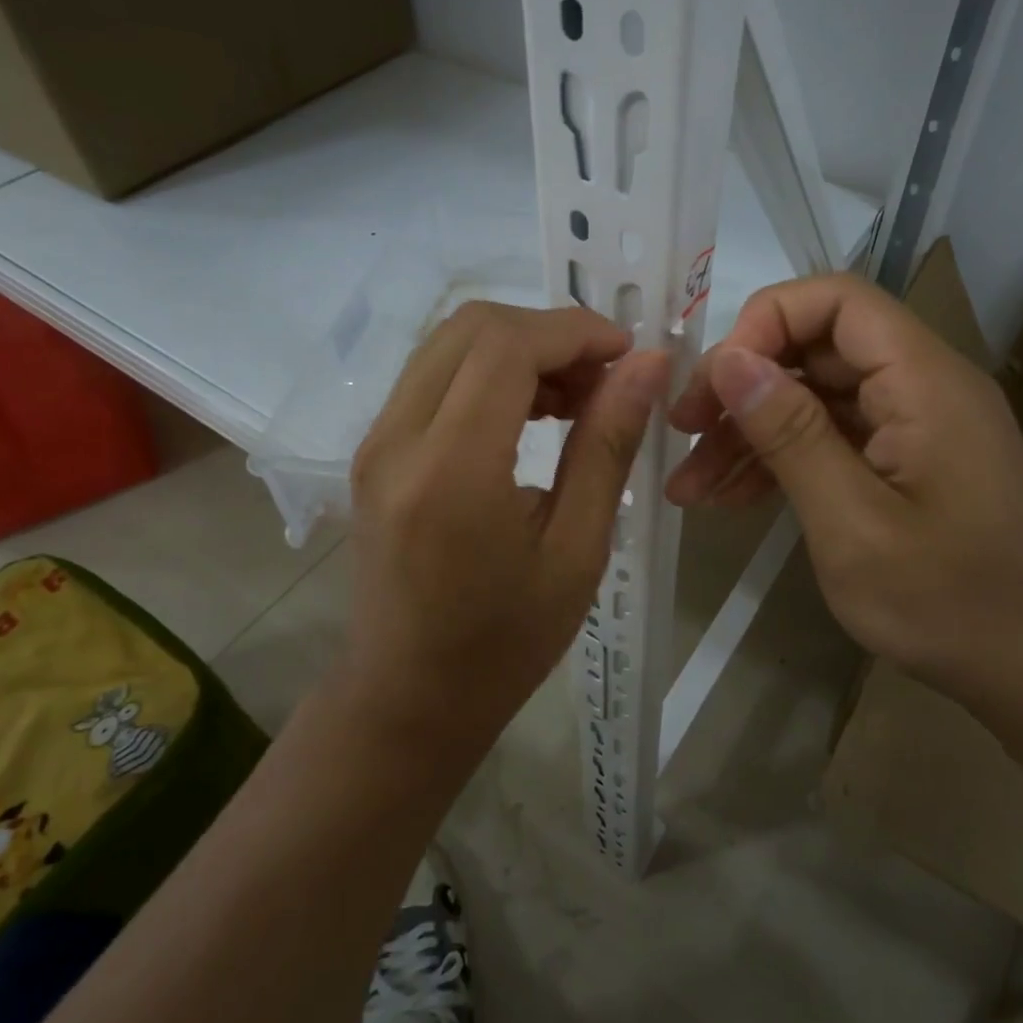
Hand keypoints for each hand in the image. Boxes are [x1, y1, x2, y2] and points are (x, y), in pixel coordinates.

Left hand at [345, 302, 668, 755]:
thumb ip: (607, 446)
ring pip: (450, 341)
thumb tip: (648, 365)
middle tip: (604, 377)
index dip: (575, 330)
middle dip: (549, 332)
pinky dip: (488, 370)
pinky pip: (434, 373)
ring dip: (519, 348)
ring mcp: (375, 440)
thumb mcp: (577, 549)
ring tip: (575, 397)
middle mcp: (398, 438)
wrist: (407, 696)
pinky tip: (531, 412)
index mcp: (450, 470)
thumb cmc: (505, 641)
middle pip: (473, 326)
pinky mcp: (374, 449)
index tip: (628, 353)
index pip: (507, 346)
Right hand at [665, 273, 1022, 702]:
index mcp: (924, 380)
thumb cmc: (950, 604)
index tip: (717, 382)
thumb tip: (730, 360)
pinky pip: (829, 437)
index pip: (837, 299)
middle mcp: (921, 385)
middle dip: (742, 385)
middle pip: (816, 347)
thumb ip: (791, 434)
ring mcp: (911, 424)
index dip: (766, 322)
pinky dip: (778, 460)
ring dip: (749, 431)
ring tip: (689, 484)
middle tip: (683, 433)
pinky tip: (729, 497)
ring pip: (812, 396)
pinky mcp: (901, 460)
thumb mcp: (853, 523)